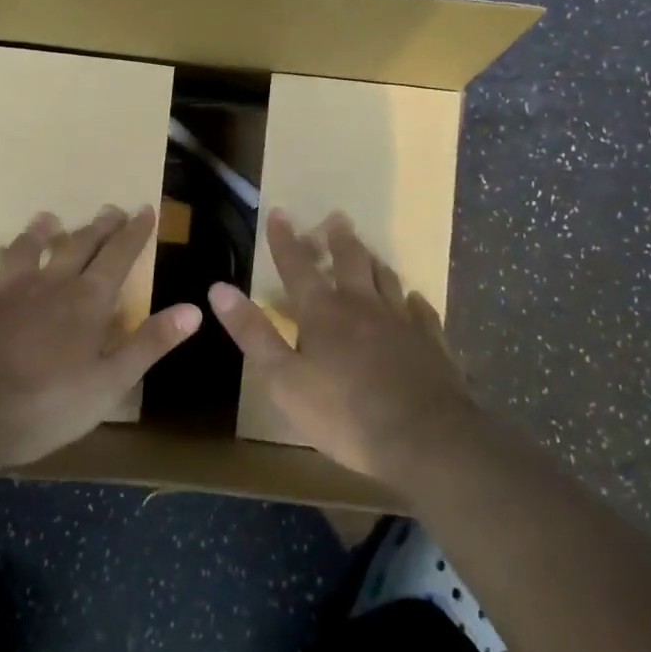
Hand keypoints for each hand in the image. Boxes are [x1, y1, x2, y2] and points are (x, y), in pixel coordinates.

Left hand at [0, 205, 201, 469]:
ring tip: (48, 217)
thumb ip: (149, 343)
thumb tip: (194, 310)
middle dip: (97, 227)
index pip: (118, 257)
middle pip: (77, 246)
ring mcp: (5, 293)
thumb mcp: (109, 383)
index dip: (134, 233)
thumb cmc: (45, 405)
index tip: (145, 209)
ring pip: (25, 250)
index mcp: (86, 302)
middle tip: (109, 209)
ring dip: (39, 232)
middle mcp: (49, 285)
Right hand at [210, 211, 481, 485]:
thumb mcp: (283, 380)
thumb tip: (218, 289)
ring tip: (369, 250)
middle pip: (350, 261)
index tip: (279, 212)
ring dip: (373, 261)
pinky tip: (415, 299)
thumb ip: (253, 333)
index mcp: (324, 312)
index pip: (297, 266)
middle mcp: (363, 306)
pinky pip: (422, 312)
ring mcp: (402, 322)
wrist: (425, 439)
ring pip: (387, 279)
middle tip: (337, 217)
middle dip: (339, 239)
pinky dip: (414, 302)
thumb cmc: (344, 413)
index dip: (284, 240)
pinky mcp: (432, 344)